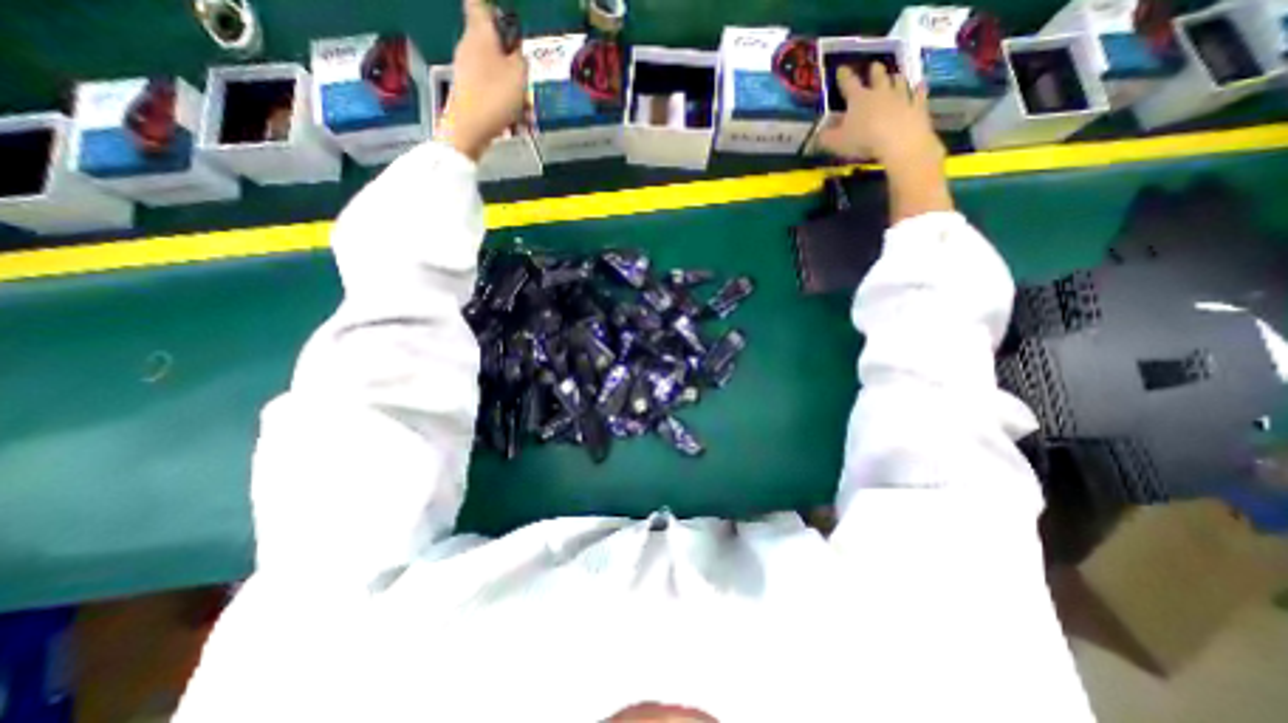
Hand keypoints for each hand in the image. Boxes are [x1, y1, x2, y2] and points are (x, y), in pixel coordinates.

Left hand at [437, 0, 527, 159]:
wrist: (469, 131)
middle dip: (517, 70)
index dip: (496, 13)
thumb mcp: (519, 75)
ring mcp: (469, 73)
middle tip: (528, 87)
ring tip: (529, 117)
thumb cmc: (495, 97)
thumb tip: (518, 55)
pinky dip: (508, 109)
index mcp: (480, 34)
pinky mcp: (470, 96)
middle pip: (497, 50)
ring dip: (517, 96)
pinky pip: (494, 96)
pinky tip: (518, 126)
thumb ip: (522, 60)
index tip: (509, 28)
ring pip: (499, 78)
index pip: (479, 5)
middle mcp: (471, 48)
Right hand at [813, 61, 942, 170]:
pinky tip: (920, 85)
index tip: (841, 68)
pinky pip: (918, 93)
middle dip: (875, 70)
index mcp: (859, 99)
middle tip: (874, 66)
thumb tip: (818, 134)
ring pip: (899, 81)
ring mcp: (901, 96)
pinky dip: (918, 88)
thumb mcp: (837, 143)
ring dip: (895, 78)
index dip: (844, 76)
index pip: (849, 83)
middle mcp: (880, 92)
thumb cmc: (863, 140)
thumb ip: (826, 138)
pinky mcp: (917, 105)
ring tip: (895, 76)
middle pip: (878, 76)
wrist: (899, 141)